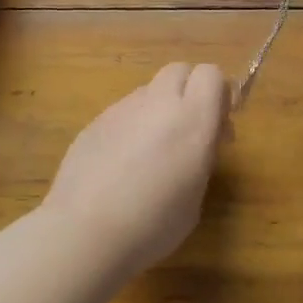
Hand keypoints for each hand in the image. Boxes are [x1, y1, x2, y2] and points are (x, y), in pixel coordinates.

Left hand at [46, 62, 229, 271]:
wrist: (84, 233)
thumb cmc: (153, 225)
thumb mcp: (195, 196)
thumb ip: (201, 156)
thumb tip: (198, 141)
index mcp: (192, 119)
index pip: (211, 74)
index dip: (218, 93)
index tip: (217, 124)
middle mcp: (158, 103)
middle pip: (180, 70)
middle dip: (189, 91)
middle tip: (188, 130)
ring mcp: (122, 108)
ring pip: (149, 90)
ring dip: (158, 109)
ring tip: (150, 152)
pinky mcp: (95, 121)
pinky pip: (123, 111)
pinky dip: (131, 126)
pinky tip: (120, 164)